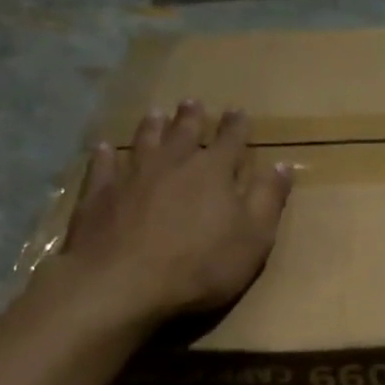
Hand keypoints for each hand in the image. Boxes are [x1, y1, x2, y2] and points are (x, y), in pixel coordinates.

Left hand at [58, 101, 291, 322]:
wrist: (125, 281)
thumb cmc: (201, 265)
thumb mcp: (253, 238)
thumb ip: (268, 200)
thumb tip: (284, 165)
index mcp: (214, 172)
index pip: (231, 140)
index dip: (237, 126)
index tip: (239, 111)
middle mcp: (173, 162)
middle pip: (184, 132)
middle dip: (192, 117)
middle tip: (193, 103)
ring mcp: (132, 174)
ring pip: (144, 140)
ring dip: (152, 126)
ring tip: (155, 114)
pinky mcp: (100, 194)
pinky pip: (103, 166)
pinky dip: (105, 155)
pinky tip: (104, 148)